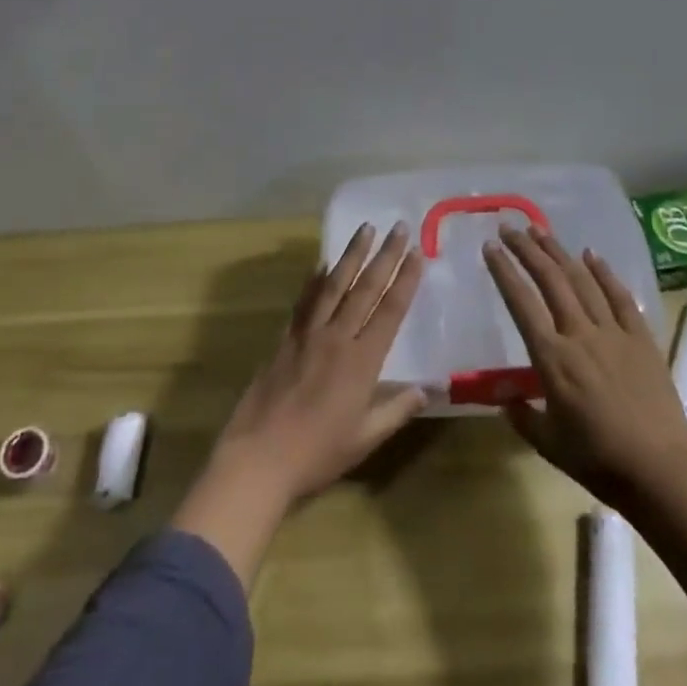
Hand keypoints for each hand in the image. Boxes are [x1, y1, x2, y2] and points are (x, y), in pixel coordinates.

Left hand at [174, 222, 426, 587]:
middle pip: (364, 289)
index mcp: (362, 362)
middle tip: (398, 227)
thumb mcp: (365, 438)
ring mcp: (307, 335)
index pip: (389, 311)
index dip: (405, 281)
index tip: (416, 253)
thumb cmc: (317, 454)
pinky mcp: (284, 339)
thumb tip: (428, 389)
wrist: (259, 458)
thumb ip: (396, 409)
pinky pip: (303, 302)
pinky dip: (314, 280)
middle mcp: (336, 338)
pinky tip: (321, 265)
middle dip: (384, 256)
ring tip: (364, 229)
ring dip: (351, 256)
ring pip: (333, 285)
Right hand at [483, 226, 686, 512]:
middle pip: (550, 280)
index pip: (521, 303)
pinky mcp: (642, 339)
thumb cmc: (599, 461)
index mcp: (552, 358)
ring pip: (582, 281)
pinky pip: (621, 298)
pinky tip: (592, 256)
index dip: (504, 271)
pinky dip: (605, 273)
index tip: (489, 247)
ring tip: (541, 230)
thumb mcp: (548, 444)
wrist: (662, 472)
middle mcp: (580, 334)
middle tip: (509, 228)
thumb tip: (505, 397)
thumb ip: (522, 416)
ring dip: (559, 252)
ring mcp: (614, 333)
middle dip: (527, 250)